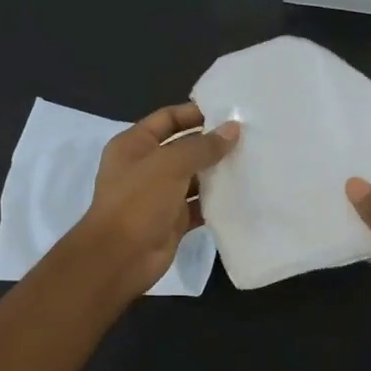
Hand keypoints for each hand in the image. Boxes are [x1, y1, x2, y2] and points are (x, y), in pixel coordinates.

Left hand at [73, 103, 239, 297]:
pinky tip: (242, 194)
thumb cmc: (138, 201)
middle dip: (212, 143)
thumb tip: (233, 129)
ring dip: (217, 172)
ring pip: (193, 177)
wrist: (120, 257)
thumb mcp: (170, 165)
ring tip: (251, 162)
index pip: (167, 118)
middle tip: (249, 138)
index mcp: (134, 145)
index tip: (229, 113)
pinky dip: (216, 201)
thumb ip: (203, 146)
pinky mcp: (172, 220)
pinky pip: (198, 205)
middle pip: (183, 147)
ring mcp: (159, 195)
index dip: (195, 113)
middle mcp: (146, 167)